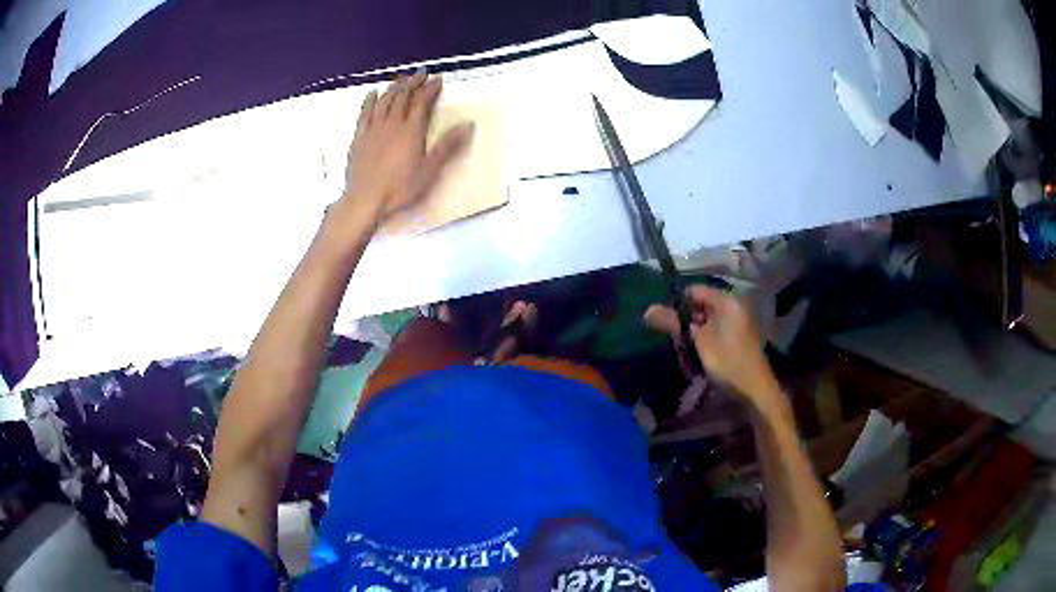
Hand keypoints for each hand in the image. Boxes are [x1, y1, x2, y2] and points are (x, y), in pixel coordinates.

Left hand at [336, 70, 474, 227]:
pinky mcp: (359, 137)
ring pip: (384, 101)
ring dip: (394, 87)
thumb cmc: (399, 188)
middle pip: (403, 96)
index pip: (422, 102)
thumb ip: (448, 145)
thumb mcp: (430, 170)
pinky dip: (370, 100)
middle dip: (413, 83)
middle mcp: (392, 123)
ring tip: (401, 79)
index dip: (430, 89)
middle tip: (420, 75)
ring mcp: (373, 129)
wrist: (365, 199)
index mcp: (411, 130)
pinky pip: (364, 113)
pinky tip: (373, 93)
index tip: (437, 80)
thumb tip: (468, 124)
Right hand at [644, 285, 777, 401]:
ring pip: (708, 317)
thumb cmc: (727, 362)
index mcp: (727, 301)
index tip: (669, 324)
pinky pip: (717, 327)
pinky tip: (701, 353)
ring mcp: (739, 320)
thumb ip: (674, 323)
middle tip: (677, 339)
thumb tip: (647, 310)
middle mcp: (734, 305)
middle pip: (701, 303)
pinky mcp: (739, 334)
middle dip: (686, 319)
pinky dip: (706, 337)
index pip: (694, 290)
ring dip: (695, 331)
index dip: (678, 304)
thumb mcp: (698, 342)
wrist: (754, 389)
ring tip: (687, 348)